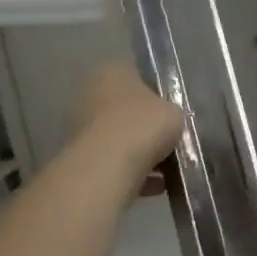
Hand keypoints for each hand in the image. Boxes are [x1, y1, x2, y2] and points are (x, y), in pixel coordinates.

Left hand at [70, 62, 183, 194]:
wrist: (108, 168)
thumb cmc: (143, 126)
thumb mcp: (174, 112)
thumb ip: (172, 112)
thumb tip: (169, 119)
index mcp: (111, 71)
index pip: (136, 71)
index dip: (157, 88)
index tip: (173, 105)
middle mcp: (90, 93)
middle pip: (126, 106)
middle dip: (147, 122)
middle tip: (172, 136)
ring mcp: (82, 127)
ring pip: (120, 136)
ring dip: (141, 150)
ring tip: (170, 166)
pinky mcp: (83, 158)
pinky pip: (116, 162)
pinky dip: (136, 172)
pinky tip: (159, 185)